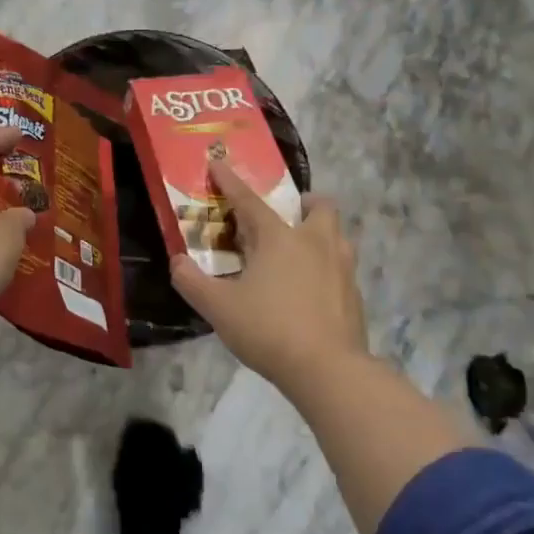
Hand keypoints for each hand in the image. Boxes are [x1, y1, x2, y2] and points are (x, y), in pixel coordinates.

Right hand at [171, 160, 368, 386]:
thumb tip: (177, 263)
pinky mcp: (355, 295)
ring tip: (299, 252)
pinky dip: (327, 268)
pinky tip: (311, 291)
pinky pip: (342, 267)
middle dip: (304, 203)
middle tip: (285, 217)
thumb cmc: (269, 330)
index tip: (217, 163)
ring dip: (320, 233)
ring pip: (337, 235)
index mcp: (279, 238)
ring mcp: (342, 268)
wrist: (329, 370)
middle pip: (319, 207)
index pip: (248, 201)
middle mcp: (315, 243)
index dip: (230, 182)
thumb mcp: (218, 308)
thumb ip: (192, 282)